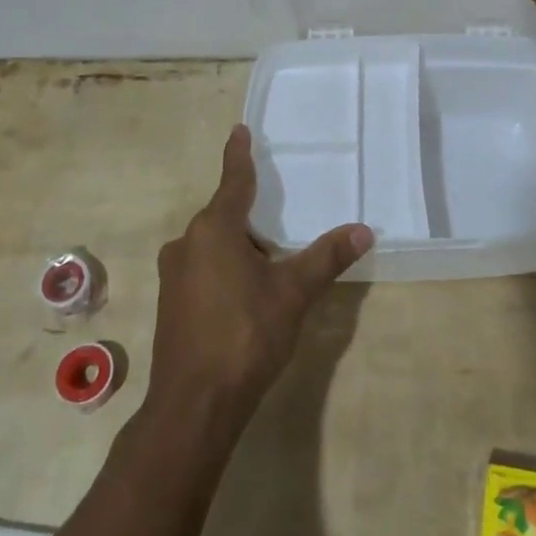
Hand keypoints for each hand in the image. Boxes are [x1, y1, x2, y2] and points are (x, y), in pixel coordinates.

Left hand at [147, 125, 371, 434]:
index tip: (239, 130)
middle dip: (251, 214)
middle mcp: (187, 244)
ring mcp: (174, 276)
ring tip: (271, 259)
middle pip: (224, 215)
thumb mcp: (294, 292)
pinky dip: (226, 268)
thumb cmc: (245, 334)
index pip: (233, 181)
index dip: (239, 155)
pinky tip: (247, 293)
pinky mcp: (171, 305)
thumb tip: (363, 230)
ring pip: (213, 245)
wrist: (194, 405)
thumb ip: (327, 257)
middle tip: (281, 214)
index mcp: (213, 230)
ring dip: (240, 246)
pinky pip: (203, 269)